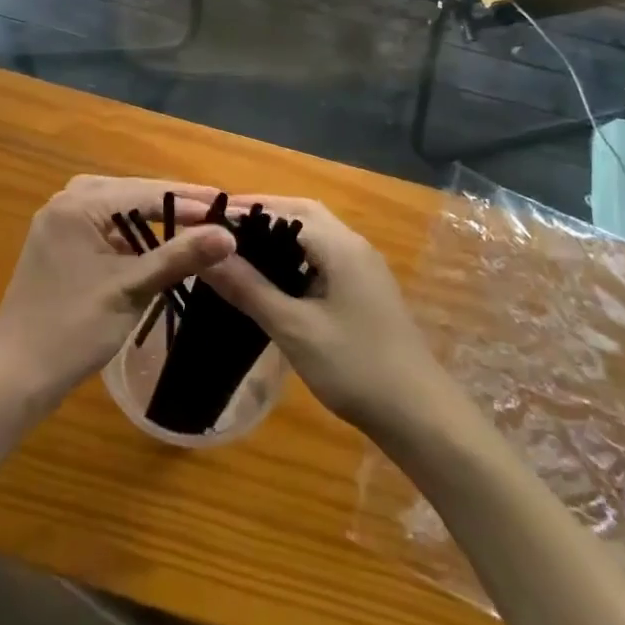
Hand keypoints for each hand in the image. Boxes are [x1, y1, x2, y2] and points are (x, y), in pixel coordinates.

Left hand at [0, 177, 234, 408]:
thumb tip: (228, 236)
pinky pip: (104, 228)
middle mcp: (64, 202)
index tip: (230, 205)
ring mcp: (59, 223)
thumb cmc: (73, 329)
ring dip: (154, 218)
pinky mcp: (59, 245)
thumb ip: (179, 257)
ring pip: (118, 210)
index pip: (145, 192)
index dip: (190, 200)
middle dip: (174, 204)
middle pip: (131, 194)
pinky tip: (156, 244)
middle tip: (218, 210)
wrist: (16, 376)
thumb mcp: (131, 289)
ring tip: (196, 222)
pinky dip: (132, 235)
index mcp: (77, 204)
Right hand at [200, 197, 450, 439]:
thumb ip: (248, 288)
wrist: (420, 415)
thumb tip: (206, 254)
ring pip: (315, 235)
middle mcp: (353, 245)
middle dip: (262, 215)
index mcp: (339, 245)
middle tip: (221, 229)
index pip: (283, 209)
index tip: (205, 218)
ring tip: (239, 250)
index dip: (244, 210)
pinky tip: (275, 279)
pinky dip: (295, 255)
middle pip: (302, 213)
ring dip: (279, 234)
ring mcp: (363, 267)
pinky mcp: (365, 289)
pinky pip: (324, 256)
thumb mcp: (293, 328)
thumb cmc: (354, 367)